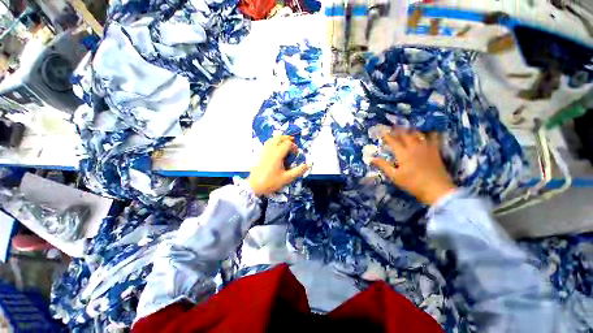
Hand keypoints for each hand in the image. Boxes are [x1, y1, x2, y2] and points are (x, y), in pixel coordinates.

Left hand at [248, 135, 309, 195]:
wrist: (254, 186)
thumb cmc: (271, 182)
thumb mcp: (287, 178)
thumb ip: (298, 171)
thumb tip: (309, 164)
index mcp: (277, 154)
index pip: (287, 144)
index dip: (293, 146)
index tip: (296, 153)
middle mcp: (270, 150)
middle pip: (279, 137)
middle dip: (287, 138)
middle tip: (293, 142)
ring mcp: (263, 151)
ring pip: (272, 139)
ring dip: (279, 139)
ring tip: (284, 143)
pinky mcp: (259, 154)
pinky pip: (266, 143)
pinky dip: (272, 142)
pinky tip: (275, 148)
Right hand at [371, 129, 455, 205]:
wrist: (436, 189)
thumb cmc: (412, 183)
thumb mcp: (394, 176)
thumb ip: (383, 165)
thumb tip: (371, 159)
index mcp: (403, 153)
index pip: (393, 141)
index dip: (387, 136)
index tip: (383, 132)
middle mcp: (414, 147)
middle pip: (406, 135)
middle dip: (398, 130)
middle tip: (394, 126)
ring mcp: (426, 148)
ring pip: (419, 134)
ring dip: (412, 130)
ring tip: (408, 128)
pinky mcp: (435, 151)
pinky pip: (433, 138)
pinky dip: (430, 133)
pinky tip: (429, 132)